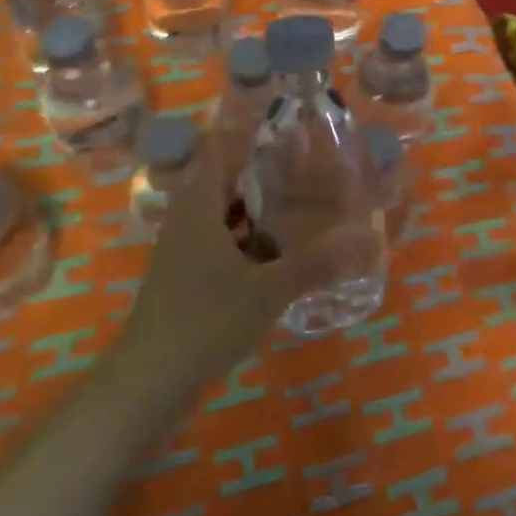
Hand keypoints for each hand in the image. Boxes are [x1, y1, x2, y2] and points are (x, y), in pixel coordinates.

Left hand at [111, 144, 377, 400]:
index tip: (294, 133)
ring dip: (258, 210)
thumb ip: (317, 262)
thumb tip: (366, 238)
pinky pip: (222, 242)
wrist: (149, 382)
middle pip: (226, 181)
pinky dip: (249, 239)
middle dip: (266, 175)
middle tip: (311, 171)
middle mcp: (187, 219)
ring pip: (225, 214)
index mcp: (198, 206)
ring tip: (303, 207)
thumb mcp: (269, 289)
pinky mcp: (187, 277)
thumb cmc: (206, 321)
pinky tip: (280, 254)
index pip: (221, 150)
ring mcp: (184, 250)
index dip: (254, 136)